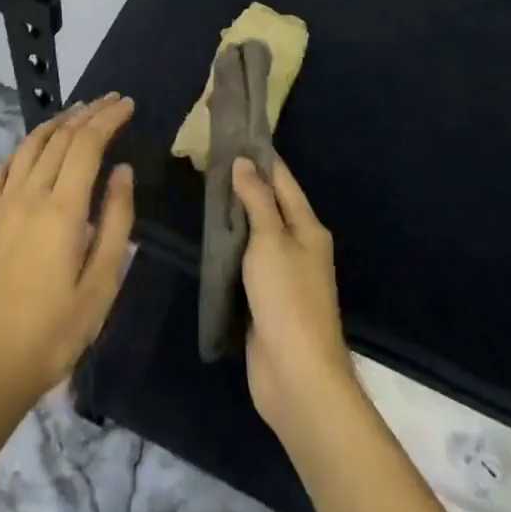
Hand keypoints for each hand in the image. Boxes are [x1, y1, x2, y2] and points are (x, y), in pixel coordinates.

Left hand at [0, 94, 136, 415]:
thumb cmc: (55, 332)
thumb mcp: (101, 286)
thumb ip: (116, 222)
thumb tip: (123, 171)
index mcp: (62, 209)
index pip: (87, 144)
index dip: (108, 119)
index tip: (127, 105)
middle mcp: (30, 195)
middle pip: (60, 137)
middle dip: (89, 113)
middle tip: (111, 100)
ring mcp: (2, 204)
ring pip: (30, 145)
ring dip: (57, 122)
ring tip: (78, 111)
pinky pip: (3, 168)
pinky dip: (23, 147)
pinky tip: (33, 147)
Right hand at [231, 155, 356, 438]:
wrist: (297, 377)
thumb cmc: (287, 299)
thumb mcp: (270, 241)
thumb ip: (256, 200)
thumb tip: (244, 162)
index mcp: (307, 227)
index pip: (282, 179)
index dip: (260, 157)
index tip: (234, 134)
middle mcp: (298, 246)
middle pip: (269, 205)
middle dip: (243, 185)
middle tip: (208, 161)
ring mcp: (283, 275)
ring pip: (255, 235)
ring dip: (234, 217)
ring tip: (203, 192)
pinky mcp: (265, 302)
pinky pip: (246, 264)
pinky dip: (230, 249)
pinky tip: (209, 239)